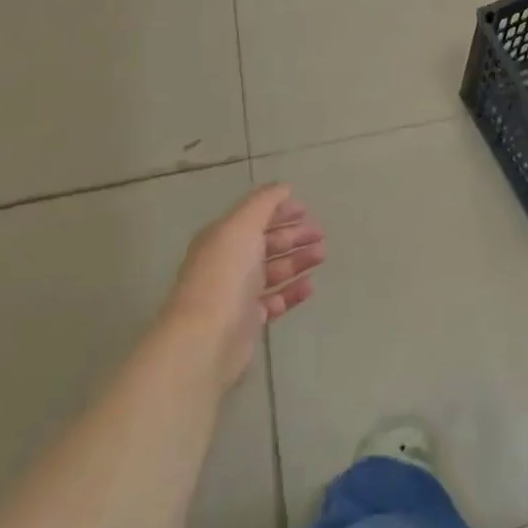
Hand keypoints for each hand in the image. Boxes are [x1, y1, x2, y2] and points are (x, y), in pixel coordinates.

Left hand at [160, 185, 324, 390]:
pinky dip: (292, 291)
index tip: (307, 210)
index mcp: (223, 237)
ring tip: (322, 256)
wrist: (206, 339)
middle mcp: (228, 262)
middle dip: (293, 236)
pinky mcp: (248, 321)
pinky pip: (275, 300)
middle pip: (266, 243)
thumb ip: (264, 202)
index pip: (254, 217)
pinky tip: (309, 286)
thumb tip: (283, 187)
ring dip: (297, 261)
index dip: (280, 210)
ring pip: (273, 271)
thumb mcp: (242, 226)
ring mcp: (237, 293)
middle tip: (320, 234)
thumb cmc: (225, 274)